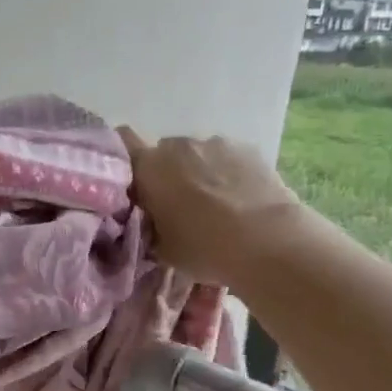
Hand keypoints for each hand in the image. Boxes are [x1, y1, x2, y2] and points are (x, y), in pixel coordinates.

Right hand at [117, 127, 308, 286]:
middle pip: (163, 153)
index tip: (131, 184)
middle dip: (165, 174)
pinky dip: (226, 174)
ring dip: (198, 173)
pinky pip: (226, 158)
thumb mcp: (161, 248)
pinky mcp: (248, 149)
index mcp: (149, 167)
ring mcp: (216, 143)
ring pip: (196, 155)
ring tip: (213, 205)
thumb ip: (147, 226)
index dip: (124, 159)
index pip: (123, 142)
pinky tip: (238, 200)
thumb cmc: (204, 247)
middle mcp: (178, 145)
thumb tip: (147, 220)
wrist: (268, 241)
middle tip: (174, 206)